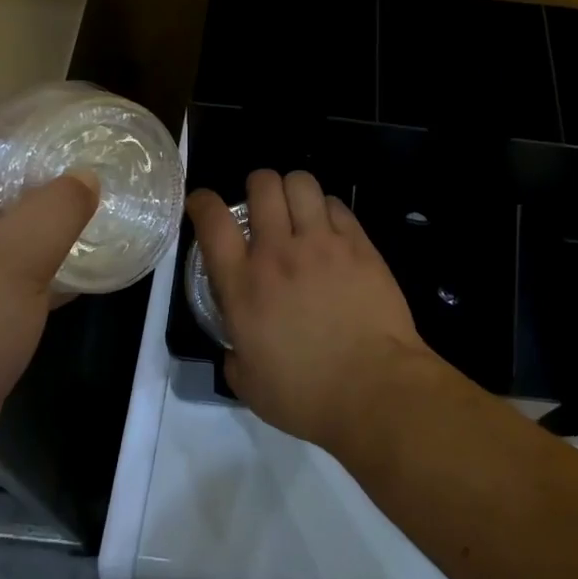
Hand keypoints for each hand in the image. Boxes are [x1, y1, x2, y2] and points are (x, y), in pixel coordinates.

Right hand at [187, 170, 434, 450]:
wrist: (375, 390)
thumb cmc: (306, 395)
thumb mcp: (249, 384)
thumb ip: (235, 355)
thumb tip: (238, 345)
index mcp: (244, 285)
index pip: (213, 221)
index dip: (202, 202)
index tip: (203, 203)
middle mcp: (278, 252)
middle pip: (262, 185)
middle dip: (257, 185)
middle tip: (262, 205)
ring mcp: (322, 244)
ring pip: (302, 183)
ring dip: (293, 190)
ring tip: (298, 209)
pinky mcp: (359, 245)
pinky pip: (338, 205)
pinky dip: (327, 209)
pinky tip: (330, 228)